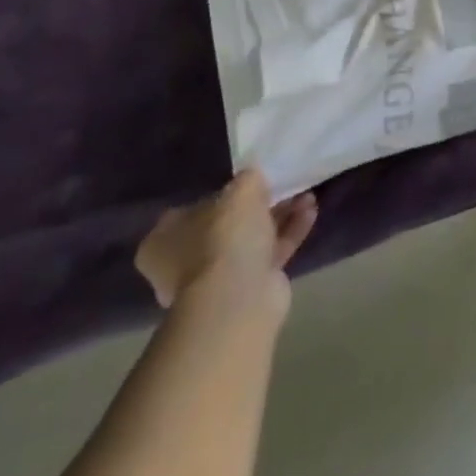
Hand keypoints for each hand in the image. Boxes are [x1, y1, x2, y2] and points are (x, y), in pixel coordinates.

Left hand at [135, 170, 317, 323]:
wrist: (237, 297)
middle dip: (260, 205)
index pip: (193, 209)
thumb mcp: (240, 191)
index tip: (250, 182)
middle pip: (226, 225)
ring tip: (308, 197)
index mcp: (164, 239)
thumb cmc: (224, 237)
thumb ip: (248, 179)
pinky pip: (269, 254)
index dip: (223, 194)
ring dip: (280, 216)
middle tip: (285, 187)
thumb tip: (253, 179)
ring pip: (252, 239)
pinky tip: (311, 213)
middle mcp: (184, 261)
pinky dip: (289, 233)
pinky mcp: (246, 288)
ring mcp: (215, 279)